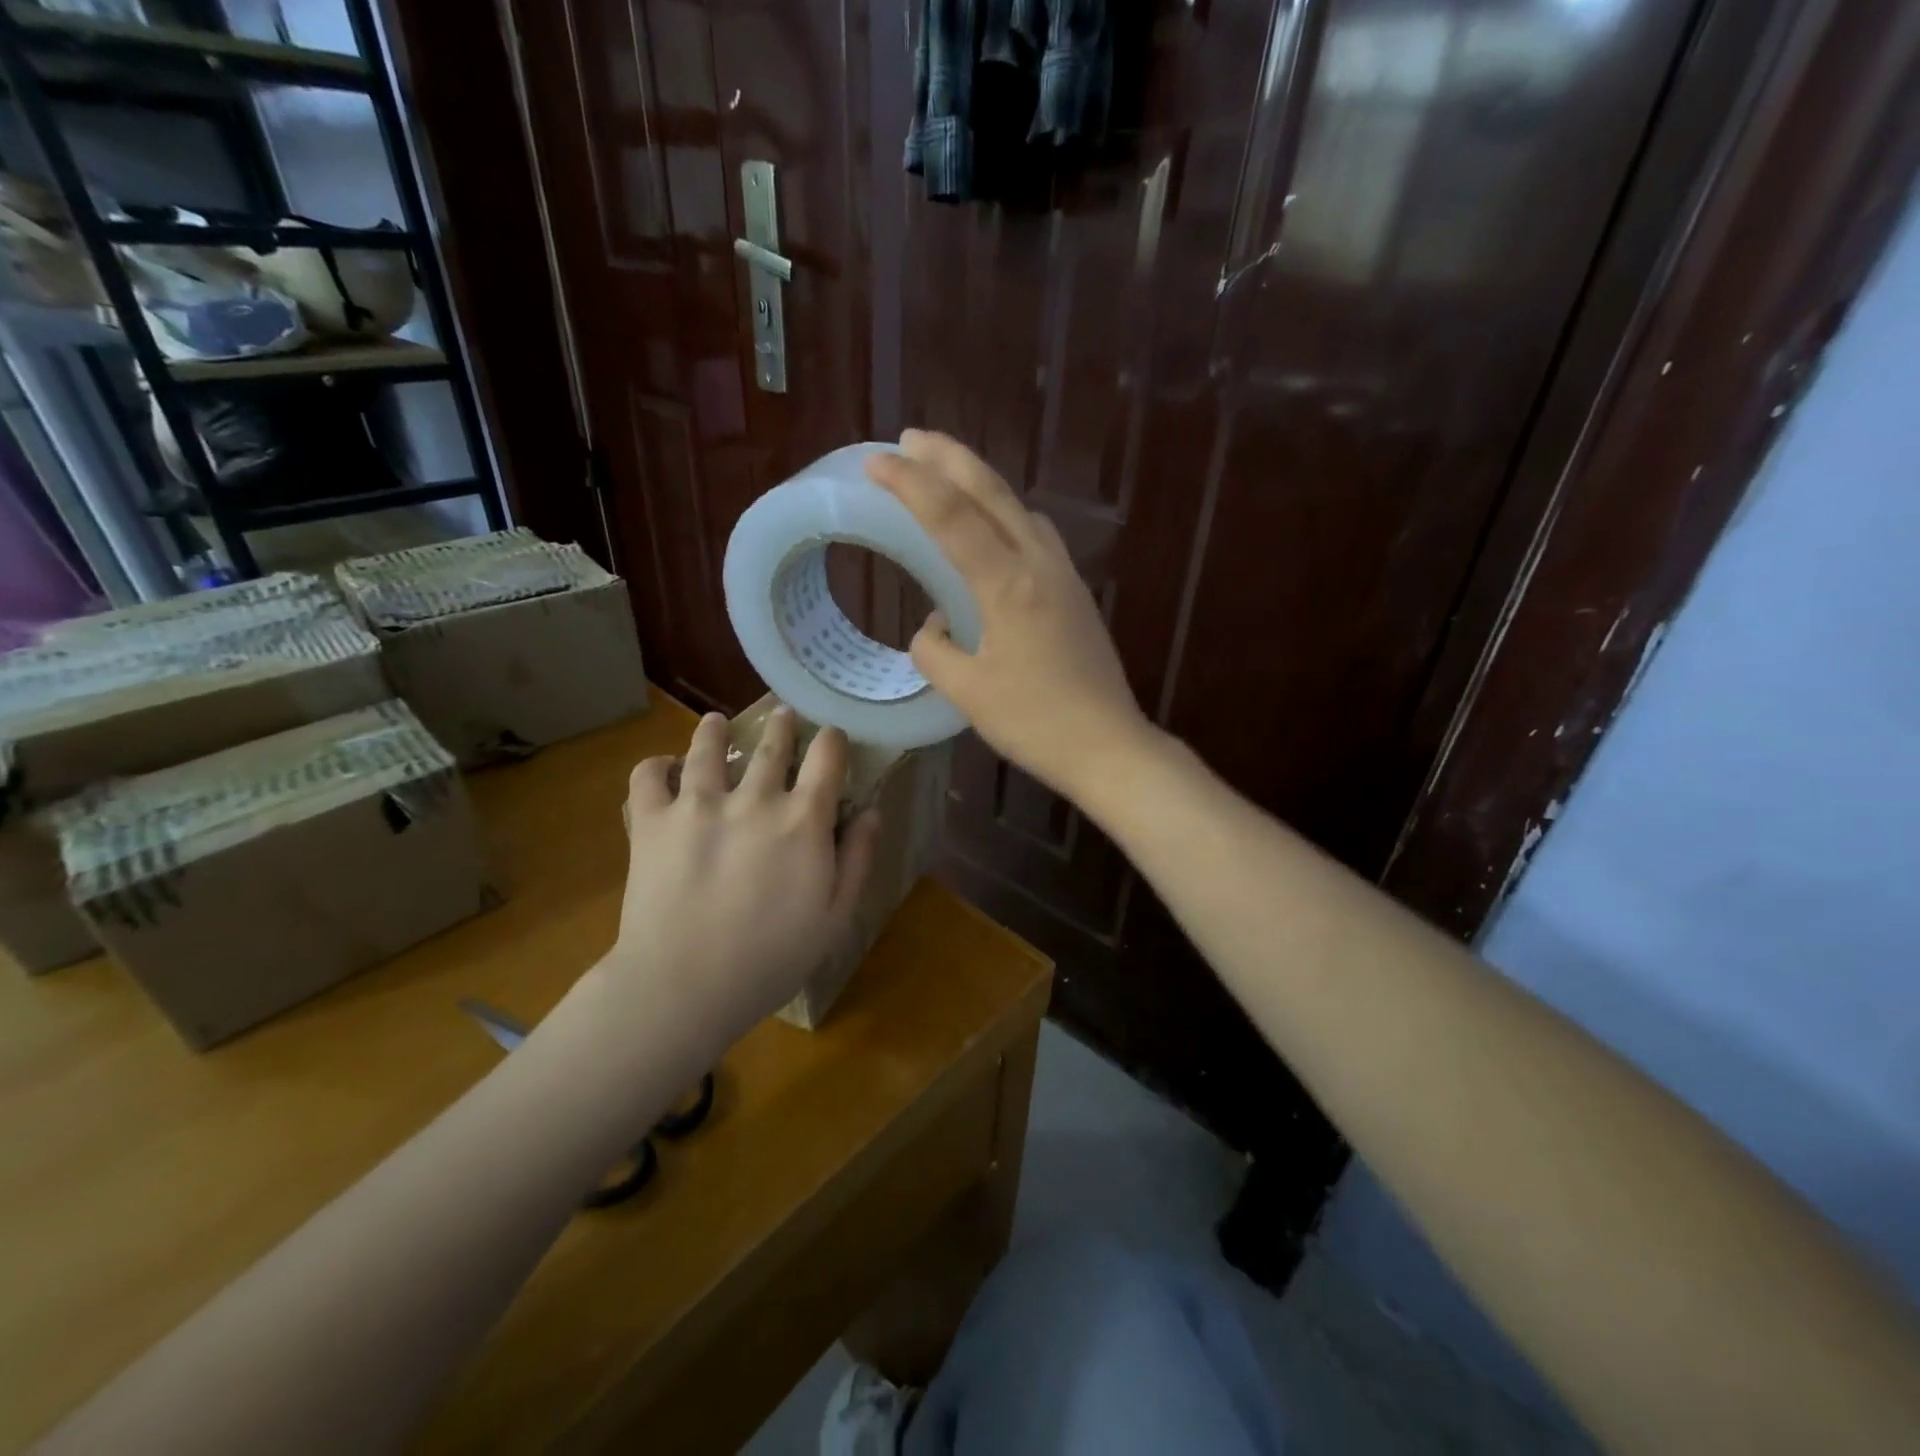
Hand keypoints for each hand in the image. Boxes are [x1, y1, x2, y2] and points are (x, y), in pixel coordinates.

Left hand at [604, 709, 880, 1045]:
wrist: (686, 984)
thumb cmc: (772, 958)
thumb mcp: (836, 916)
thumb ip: (857, 858)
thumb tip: (872, 811)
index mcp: (803, 819)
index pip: (827, 757)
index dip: (833, 741)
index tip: (832, 738)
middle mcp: (753, 798)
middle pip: (771, 745)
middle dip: (781, 726)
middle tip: (782, 716)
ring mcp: (697, 804)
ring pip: (707, 749)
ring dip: (714, 731)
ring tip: (715, 723)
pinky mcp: (651, 821)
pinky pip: (648, 776)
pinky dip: (655, 766)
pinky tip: (663, 767)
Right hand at [865, 429, 1156, 799]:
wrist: (1108, 746)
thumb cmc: (1034, 723)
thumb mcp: (968, 692)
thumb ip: (935, 651)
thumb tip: (931, 628)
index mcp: (1008, 585)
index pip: (951, 517)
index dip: (910, 484)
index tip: (876, 461)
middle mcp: (1040, 566)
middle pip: (993, 493)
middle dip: (949, 458)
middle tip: (911, 438)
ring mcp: (1065, 577)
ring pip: (1020, 509)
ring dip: (981, 484)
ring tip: (948, 477)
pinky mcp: (1076, 595)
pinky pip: (1037, 536)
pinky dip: (1007, 516)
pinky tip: (994, 533)